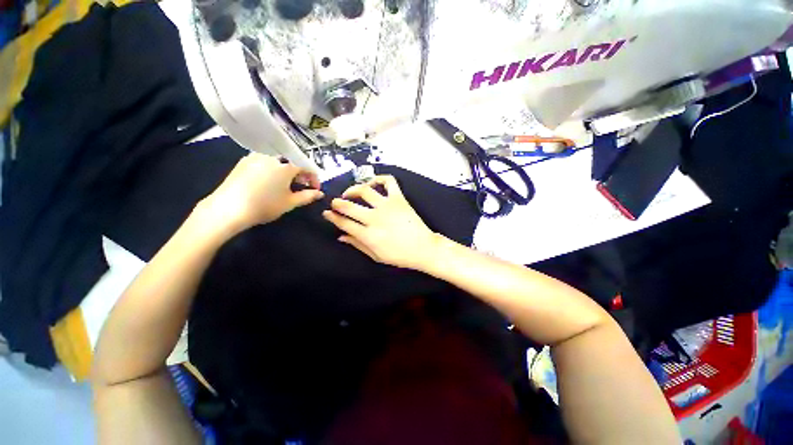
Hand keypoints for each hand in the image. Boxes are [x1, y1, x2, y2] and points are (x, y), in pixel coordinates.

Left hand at [201, 153, 322, 233]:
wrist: (229, 208)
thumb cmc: (265, 205)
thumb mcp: (290, 202)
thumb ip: (308, 196)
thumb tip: (320, 193)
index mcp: (286, 165)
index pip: (307, 168)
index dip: (314, 179)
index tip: (315, 190)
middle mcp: (272, 156)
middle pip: (293, 163)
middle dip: (301, 175)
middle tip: (302, 188)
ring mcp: (256, 157)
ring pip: (278, 162)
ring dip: (287, 172)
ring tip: (286, 186)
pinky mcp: (243, 161)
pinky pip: (265, 162)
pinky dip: (273, 170)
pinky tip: (269, 182)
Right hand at [322, 175, 440, 269]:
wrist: (423, 248)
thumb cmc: (400, 255)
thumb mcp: (376, 256)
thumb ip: (357, 245)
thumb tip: (340, 236)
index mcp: (368, 235)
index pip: (344, 222)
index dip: (332, 217)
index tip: (326, 213)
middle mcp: (375, 218)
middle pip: (349, 206)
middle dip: (337, 203)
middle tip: (335, 203)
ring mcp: (387, 206)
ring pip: (364, 190)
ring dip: (353, 189)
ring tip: (350, 193)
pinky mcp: (399, 198)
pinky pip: (389, 181)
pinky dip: (379, 178)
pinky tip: (373, 183)